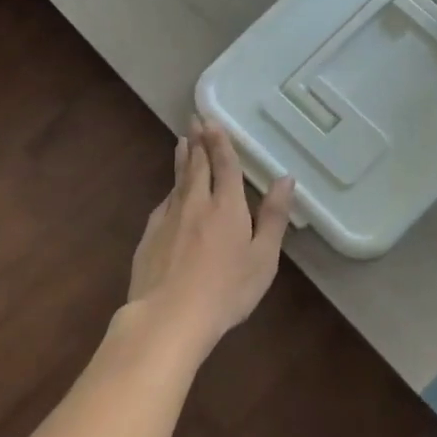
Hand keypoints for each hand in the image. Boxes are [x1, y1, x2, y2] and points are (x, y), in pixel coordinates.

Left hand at [125, 117, 294, 345]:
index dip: (219, 141)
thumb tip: (285, 179)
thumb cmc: (226, 291)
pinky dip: (170, 190)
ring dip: (182, 158)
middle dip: (197, 140)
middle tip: (195, 120)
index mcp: (227, 206)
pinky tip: (171, 192)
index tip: (212, 120)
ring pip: (177, 180)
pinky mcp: (150, 235)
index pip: (224, 164)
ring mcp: (169, 217)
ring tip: (181, 141)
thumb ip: (274, 217)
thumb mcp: (263, 258)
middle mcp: (196, 203)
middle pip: (196, 164)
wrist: (168, 316)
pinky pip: (164, 203)